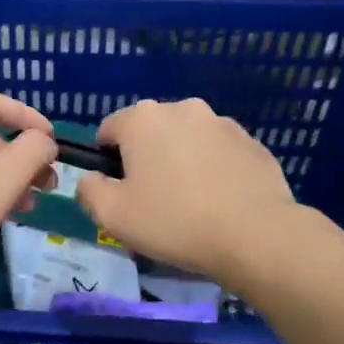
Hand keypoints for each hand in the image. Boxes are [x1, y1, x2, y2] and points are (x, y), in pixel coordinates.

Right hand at [75, 98, 310, 283]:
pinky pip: (218, 153)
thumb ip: (89, 191)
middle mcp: (183, 108)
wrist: (255, 235)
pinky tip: (218, 202)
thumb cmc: (174, 222)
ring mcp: (222, 122)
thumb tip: (91, 180)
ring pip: (186, 140)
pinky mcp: (252, 142)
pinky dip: (212, 170)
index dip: (106, 161)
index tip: (119, 192)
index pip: (108, 129)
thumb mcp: (112, 216)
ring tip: (190, 203)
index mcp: (143, 119)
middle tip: (153, 201)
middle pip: (150, 132)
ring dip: (180, 161)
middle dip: (146, 158)